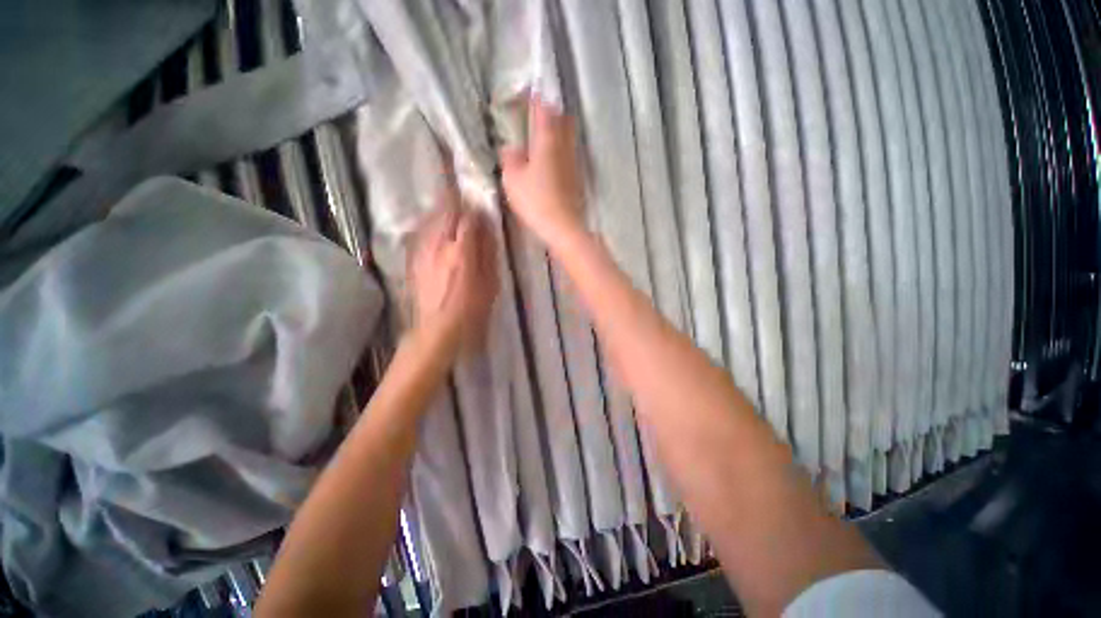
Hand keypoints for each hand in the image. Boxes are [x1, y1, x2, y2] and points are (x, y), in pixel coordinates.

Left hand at [407, 204, 498, 358]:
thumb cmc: (471, 310)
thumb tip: (487, 229)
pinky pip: (421, 232)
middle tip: (463, 198)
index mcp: (462, 252)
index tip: (481, 209)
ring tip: (450, 209)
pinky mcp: (413, 259)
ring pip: (430, 219)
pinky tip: (435, 228)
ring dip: (441, 210)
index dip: (475, 210)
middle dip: (455, 201)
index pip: (468, 218)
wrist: (436, 329)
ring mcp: (422, 250)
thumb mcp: (490, 284)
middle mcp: (439, 245)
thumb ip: (488, 253)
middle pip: (445, 212)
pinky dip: (430, 224)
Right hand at [499, 97, 585, 246]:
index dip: (533, 99)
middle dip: (550, 113)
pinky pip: (568, 154)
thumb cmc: (535, 200)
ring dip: (556, 132)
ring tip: (541, 138)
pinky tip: (550, 161)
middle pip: (562, 119)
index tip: (525, 94)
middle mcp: (564, 145)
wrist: (562, 226)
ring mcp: (573, 162)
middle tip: (536, 116)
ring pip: (567, 137)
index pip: (542, 108)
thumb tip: (511, 148)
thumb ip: (509, 158)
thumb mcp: (512, 178)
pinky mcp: (576, 178)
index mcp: (547, 139)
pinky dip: (559, 150)